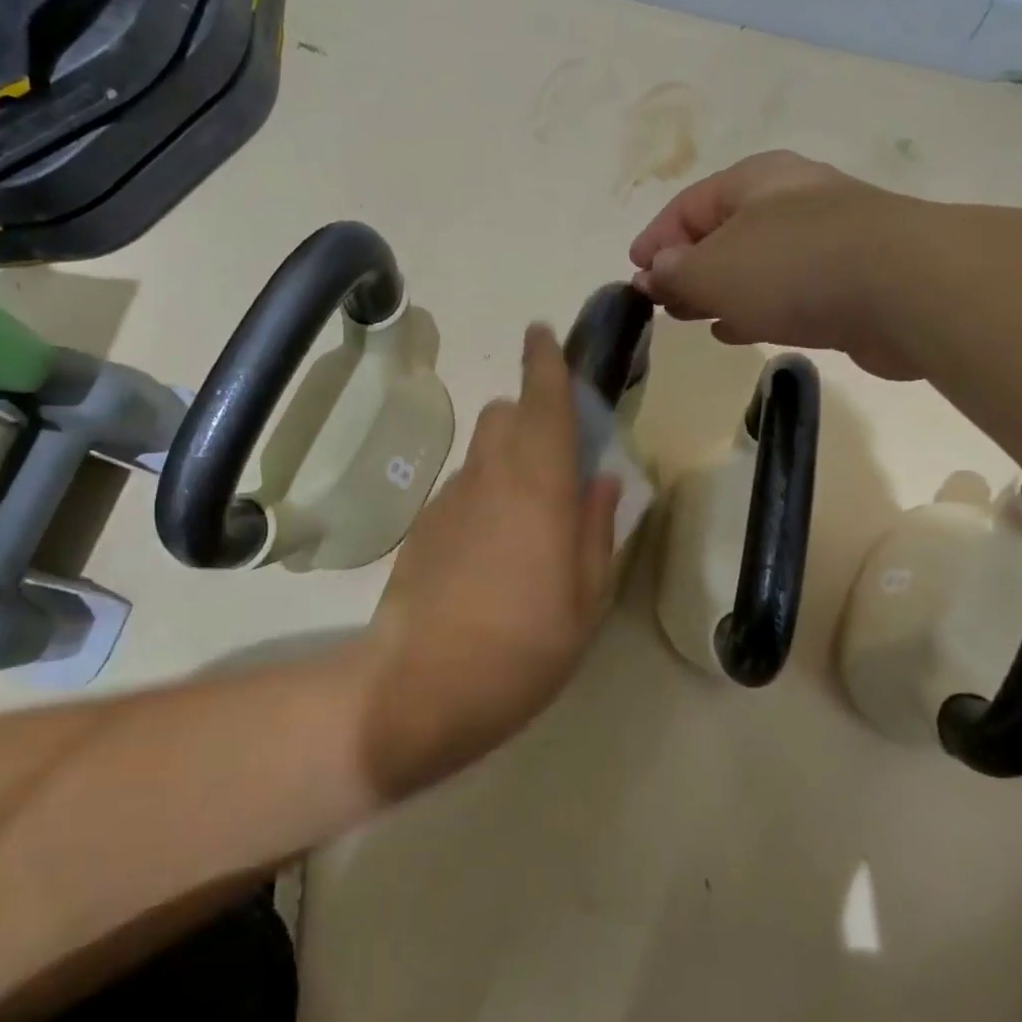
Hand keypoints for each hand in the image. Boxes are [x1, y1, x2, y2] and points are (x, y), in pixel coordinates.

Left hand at [360, 325, 621, 793]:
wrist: (417, 687)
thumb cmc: (521, 650)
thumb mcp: (584, 601)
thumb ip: (597, 530)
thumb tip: (604, 481)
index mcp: (540, 489)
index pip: (544, 404)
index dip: (545, 363)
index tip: (542, 333)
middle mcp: (491, 478)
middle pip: (505, 415)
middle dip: (530, 412)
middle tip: (558, 452)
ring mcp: (450, 500)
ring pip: (482, 451)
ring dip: (508, 454)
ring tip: (528, 511)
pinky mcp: (423, 526)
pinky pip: (463, 487)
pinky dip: (484, 491)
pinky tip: (491, 546)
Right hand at [629, 150, 923, 378]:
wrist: (907, 289)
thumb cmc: (792, 265)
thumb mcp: (712, 269)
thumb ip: (674, 272)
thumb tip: (653, 273)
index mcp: (754, 182)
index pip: (688, 205)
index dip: (656, 239)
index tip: (634, 274)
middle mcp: (790, 201)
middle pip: (722, 233)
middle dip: (686, 267)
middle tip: (660, 301)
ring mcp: (825, 240)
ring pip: (753, 265)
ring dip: (718, 290)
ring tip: (690, 317)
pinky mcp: (849, 281)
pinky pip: (785, 292)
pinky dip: (753, 307)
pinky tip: (734, 330)